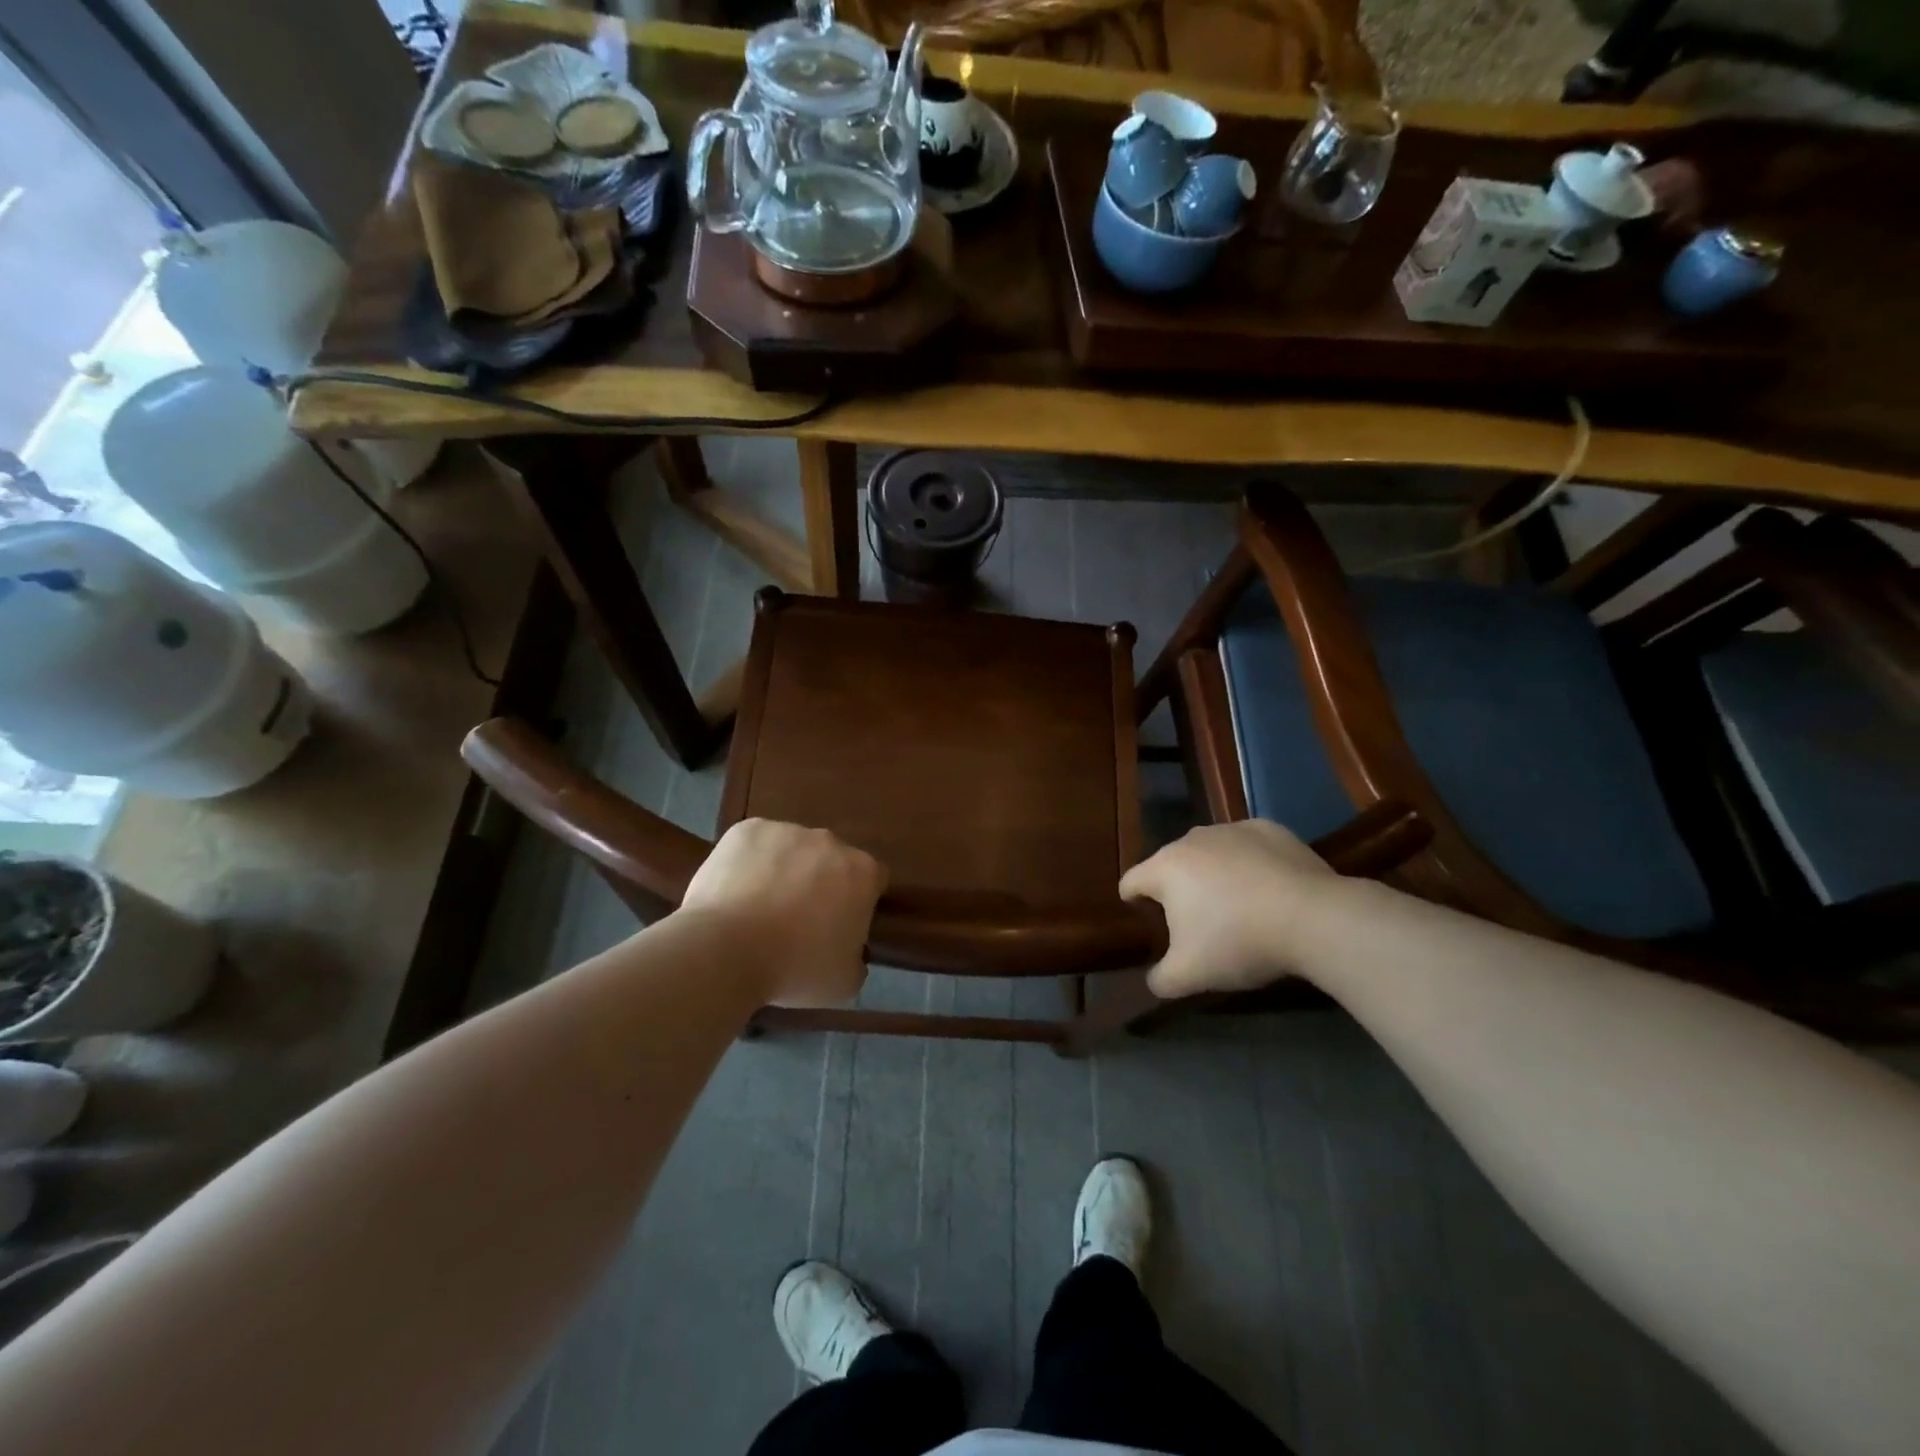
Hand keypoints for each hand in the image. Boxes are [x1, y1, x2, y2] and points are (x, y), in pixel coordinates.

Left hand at [682, 820, 886, 1007]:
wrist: (725, 950)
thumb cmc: (794, 968)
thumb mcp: (845, 982)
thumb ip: (857, 958)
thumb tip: (850, 950)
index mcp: (862, 872)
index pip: (873, 880)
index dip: (859, 902)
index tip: (841, 924)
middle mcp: (830, 841)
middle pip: (832, 859)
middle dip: (821, 881)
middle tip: (798, 918)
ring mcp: (787, 830)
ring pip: (792, 849)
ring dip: (784, 869)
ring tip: (759, 907)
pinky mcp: (747, 829)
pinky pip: (755, 845)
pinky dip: (749, 862)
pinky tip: (735, 892)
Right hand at [1119, 820, 1337, 998]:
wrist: (1313, 918)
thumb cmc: (1238, 942)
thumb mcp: (1190, 976)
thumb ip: (1161, 979)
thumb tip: (1155, 979)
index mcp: (1165, 868)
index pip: (1131, 881)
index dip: (1133, 902)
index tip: (1146, 921)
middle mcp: (1192, 839)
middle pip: (1172, 866)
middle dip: (1179, 891)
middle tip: (1198, 924)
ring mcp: (1232, 829)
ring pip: (1211, 853)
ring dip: (1214, 875)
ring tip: (1237, 906)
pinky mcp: (1269, 829)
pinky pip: (1247, 847)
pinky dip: (1250, 864)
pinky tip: (1269, 890)